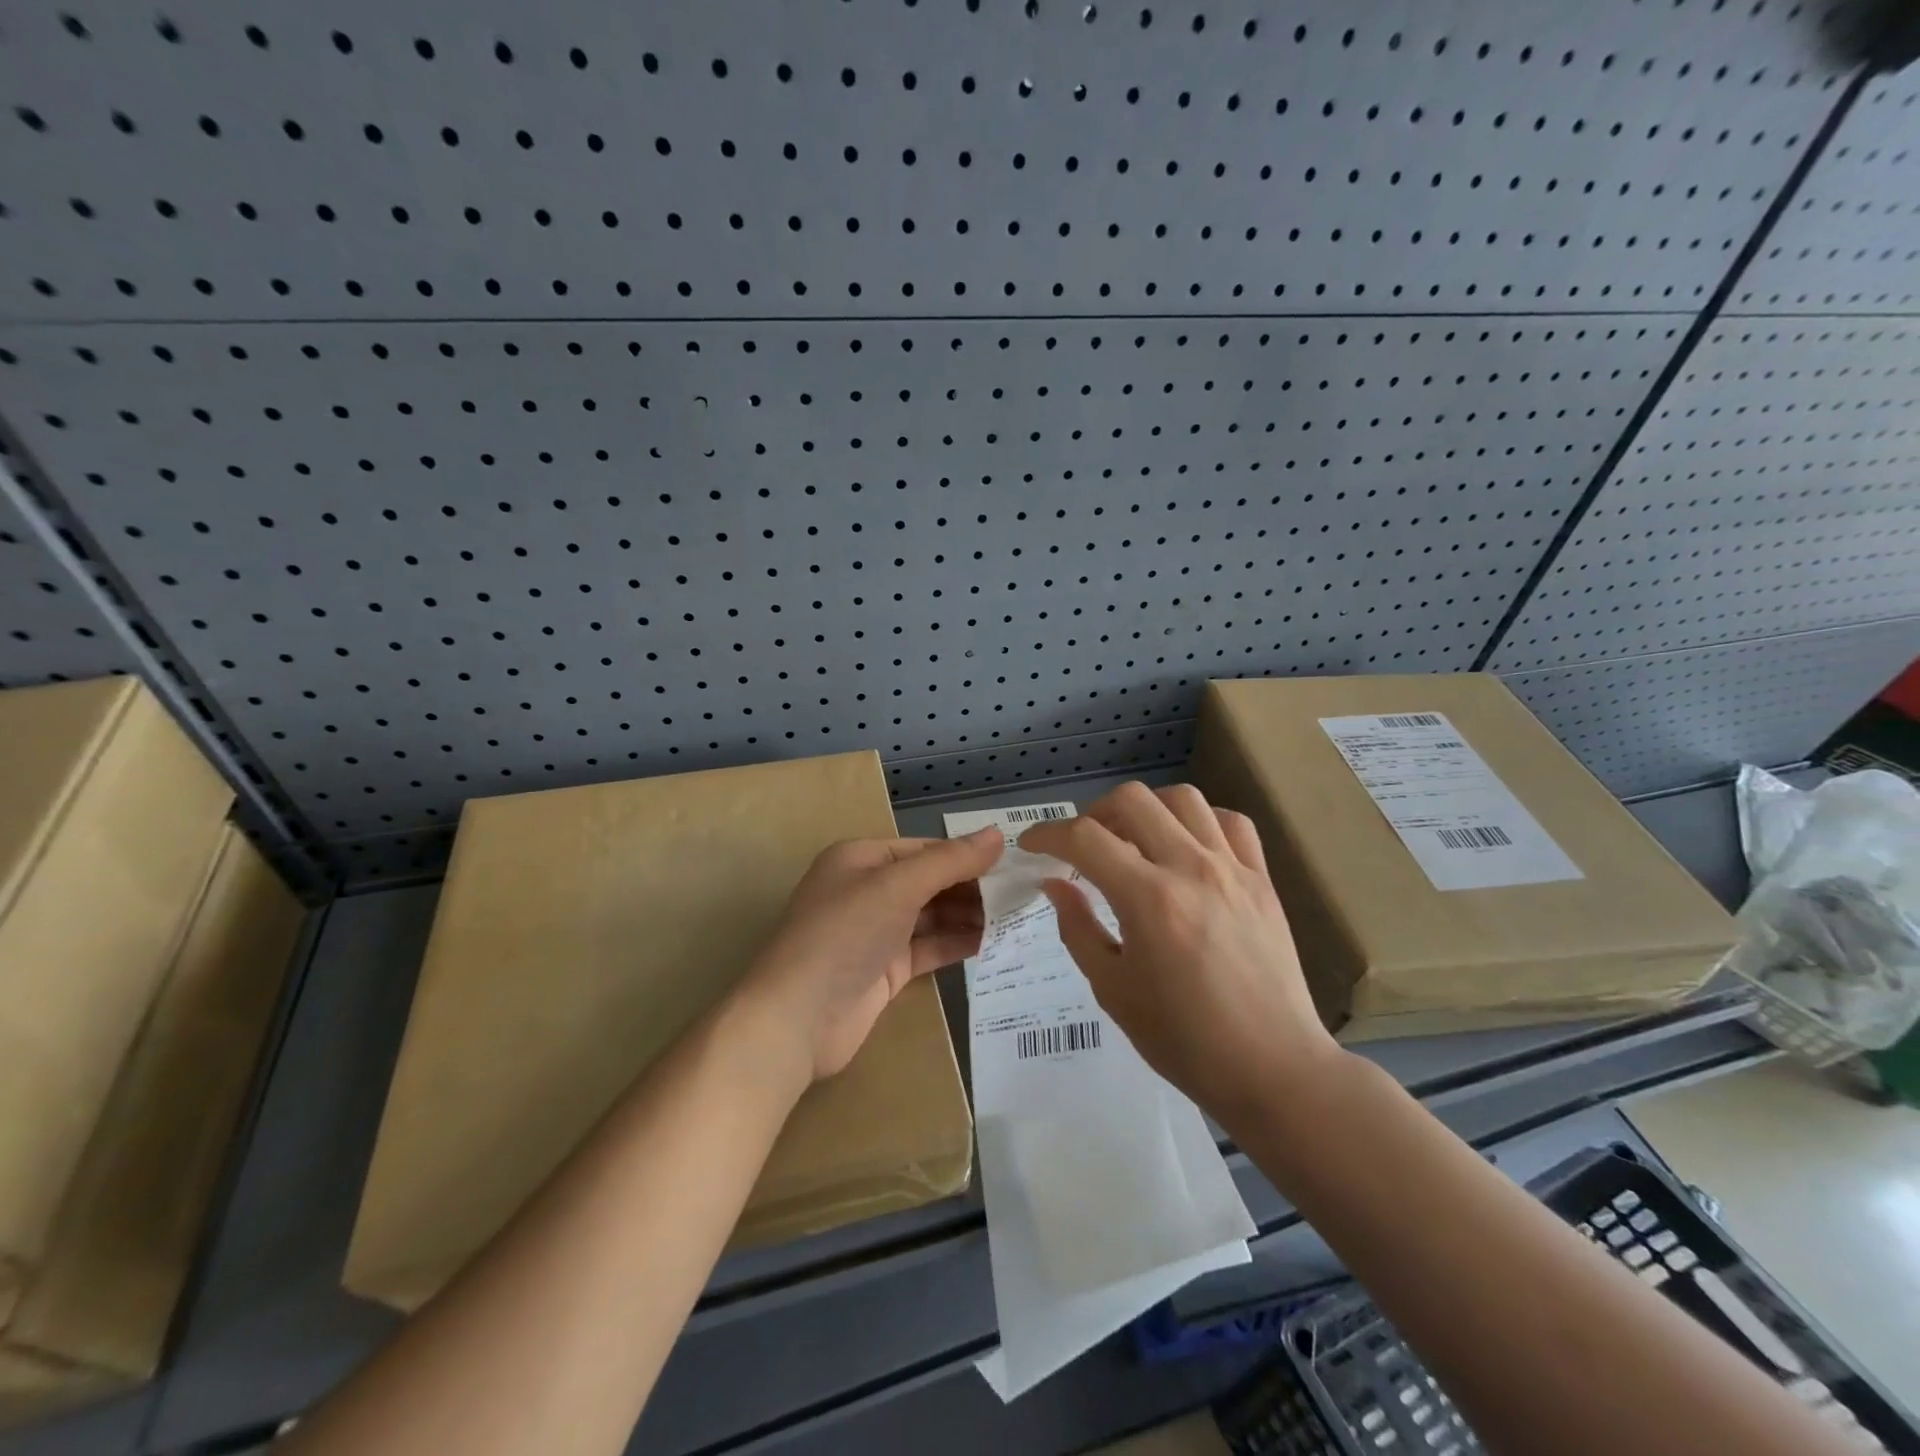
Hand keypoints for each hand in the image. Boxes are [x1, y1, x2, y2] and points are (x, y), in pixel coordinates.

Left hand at [738, 830, 1003, 1081]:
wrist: (797, 1020)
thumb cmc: (844, 935)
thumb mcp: (897, 887)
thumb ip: (949, 861)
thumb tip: (997, 834)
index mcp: (861, 859)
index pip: (924, 849)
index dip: (966, 855)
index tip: (1013, 863)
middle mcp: (868, 891)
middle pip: (930, 881)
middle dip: (972, 887)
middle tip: (1022, 895)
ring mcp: (876, 933)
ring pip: (932, 916)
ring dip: (969, 916)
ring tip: (1016, 918)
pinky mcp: (885, 970)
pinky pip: (928, 948)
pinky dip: (957, 943)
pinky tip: (992, 943)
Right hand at [1019, 782, 1340, 1125]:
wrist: (1272, 1068)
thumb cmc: (1183, 1039)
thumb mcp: (1113, 989)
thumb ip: (1078, 928)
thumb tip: (1056, 883)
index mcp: (1148, 898)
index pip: (1084, 838)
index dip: (1047, 834)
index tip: (1032, 846)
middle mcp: (1191, 868)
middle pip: (1132, 800)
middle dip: (1094, 813)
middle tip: (1083, 845)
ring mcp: (1233, 869)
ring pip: (1183, 799)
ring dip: (1147, 810)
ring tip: (1134, 840)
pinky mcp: (1263, 880)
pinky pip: (1231, 823)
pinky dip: (1200, 821)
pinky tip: (1188, 848)